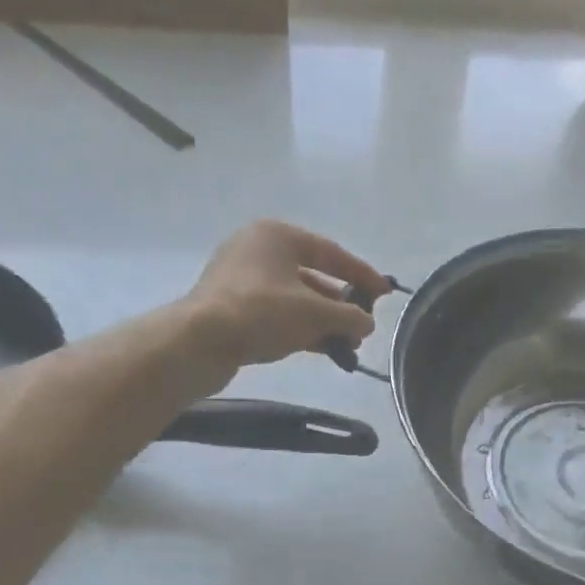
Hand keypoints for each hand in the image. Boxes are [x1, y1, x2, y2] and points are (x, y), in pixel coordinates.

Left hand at [177, 220, 388, 371]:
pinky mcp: (234, 308)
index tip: (385, 293)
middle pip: (313, 275)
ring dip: (323, 320)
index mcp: (277, 236)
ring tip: (348, 344)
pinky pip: (278, 314)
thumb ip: (348, 316)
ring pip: (295, 298)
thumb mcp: (313, 313)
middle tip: (364, 325)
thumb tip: (367, 323)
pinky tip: (323, 348)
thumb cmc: (260, 313)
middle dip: (341, 304)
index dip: (362, 274)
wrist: (200, 342)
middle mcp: (258, 250)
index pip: (331, 253)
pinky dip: (302, 328)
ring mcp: (243, 280)